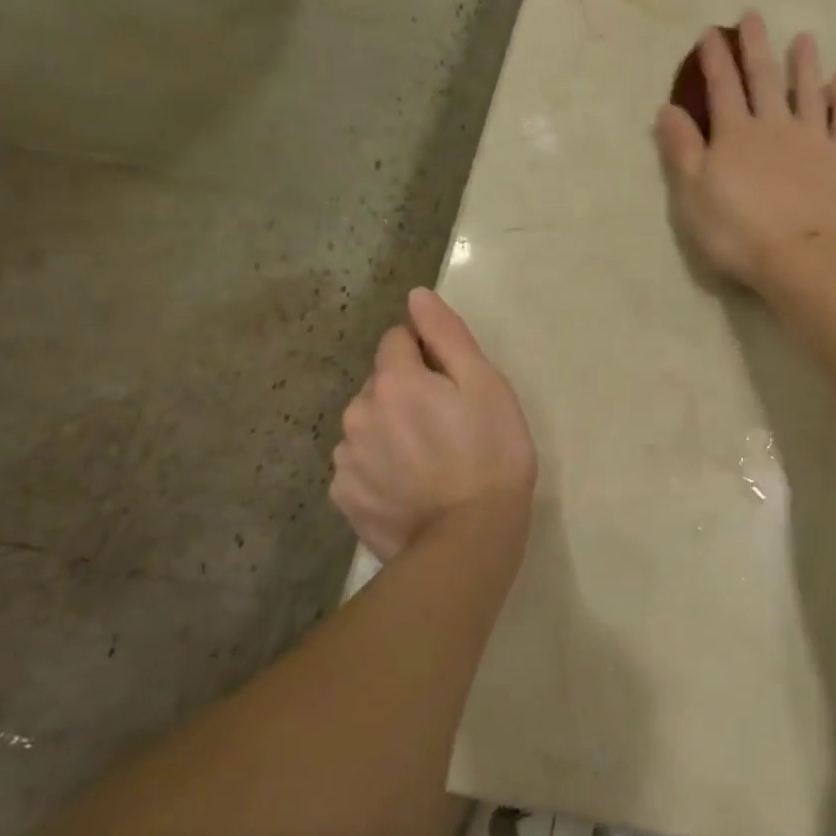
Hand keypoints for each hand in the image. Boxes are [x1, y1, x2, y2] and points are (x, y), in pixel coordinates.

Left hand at [329, 288, 536, 562]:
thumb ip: (447, 335)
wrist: (470, 539)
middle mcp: (358, 411)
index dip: (428, 353)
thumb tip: (416, 296)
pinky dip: (379, 466)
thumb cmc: (491, 453)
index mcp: (394, 380)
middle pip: (381, 382)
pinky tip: (409, 486)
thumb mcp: (485, 384)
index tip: (454, 382)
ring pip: (368, 423)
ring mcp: (346, 458)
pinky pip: (360, 464)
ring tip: (430, 460)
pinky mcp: (344, 497)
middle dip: (408, 391)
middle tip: (450, 423)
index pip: (398, 340)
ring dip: (391, 428)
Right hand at [655, 11, 835, 289]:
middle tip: (754, 15)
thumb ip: (681, 150)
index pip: (721, 87)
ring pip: (809, 90)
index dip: (714, 59)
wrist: (804, 258)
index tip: (709, 33)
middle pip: (764, 78)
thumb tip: (667, 108)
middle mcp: (774, 126)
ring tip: (804, 38)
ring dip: (805, 63)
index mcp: (735, 135)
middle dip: (756, 46)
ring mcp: (814, 139)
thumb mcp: (693, 197)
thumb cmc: (739, 233)